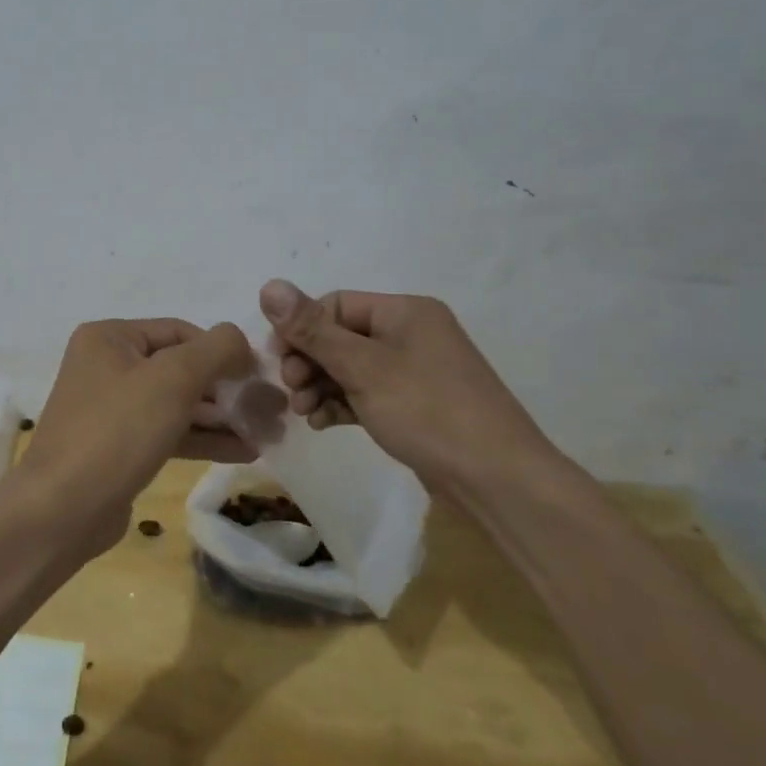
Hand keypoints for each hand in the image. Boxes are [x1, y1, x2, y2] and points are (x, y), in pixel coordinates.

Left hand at [19, 318, 256, 551]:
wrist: (63, 509)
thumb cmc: (118, 430)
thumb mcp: (173, 379)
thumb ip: (215, 350)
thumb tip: (239, 340)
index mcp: (109, 337)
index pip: (179, 331)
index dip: (222, 350)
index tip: (260, 376)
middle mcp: (106, 365)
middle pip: (179, 367)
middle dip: (226, 387)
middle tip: (270, 406)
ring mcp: (111, 408)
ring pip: (177, 403)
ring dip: (221, 416)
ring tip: (266, 430)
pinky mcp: (119, 446)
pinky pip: (168, 431)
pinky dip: (202, 438)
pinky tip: (243, 451)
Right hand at [258, 279, 560, 496]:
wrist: (497, 480)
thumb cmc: (428, 411)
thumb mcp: (363, 367)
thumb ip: (312, 329)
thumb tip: (268, 285)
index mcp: (405, 311)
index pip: (335, 304)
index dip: (301, 329)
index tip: (277, 362)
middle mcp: (410, 333)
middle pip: (340, 336)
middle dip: (309, 361)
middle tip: (292, 391)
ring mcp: (415, 371)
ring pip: (350, 367)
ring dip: (321, 385)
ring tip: (304, 413)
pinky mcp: (415, 405)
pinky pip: (366, 393)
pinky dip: (342, 404)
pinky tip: (323, 424)